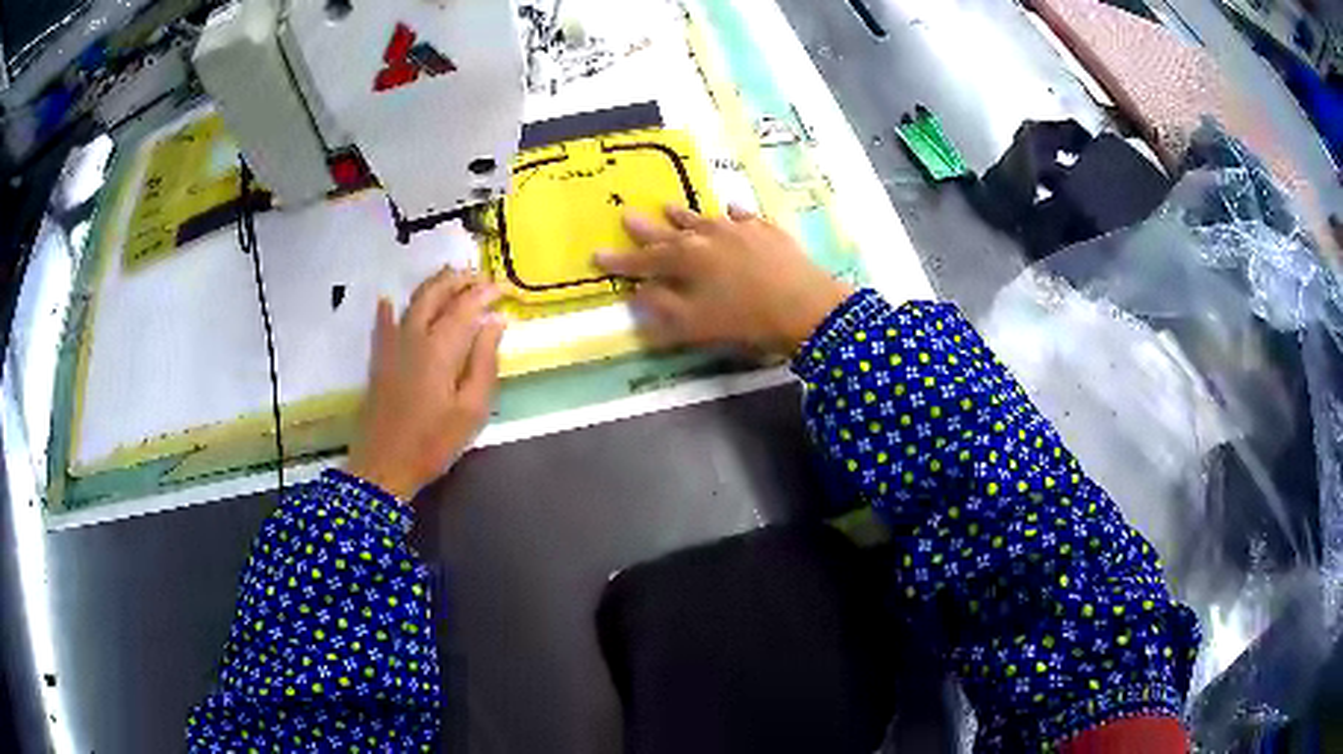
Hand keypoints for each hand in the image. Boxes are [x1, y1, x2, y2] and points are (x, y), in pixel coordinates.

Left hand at [345, 269, 505, 501]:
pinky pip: (382, 323)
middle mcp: (415, 335)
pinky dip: (387, 308)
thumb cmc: (434, 441)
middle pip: (436, 293)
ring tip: (449, 278)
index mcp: (441, 346)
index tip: (504, 289)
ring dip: (432, 285)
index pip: (467, 305)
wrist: (385, 463)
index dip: (486, 292)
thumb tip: (496, 323)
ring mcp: (392, 344)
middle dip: (459, 280)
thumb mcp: (472, 409)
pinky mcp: (379, 358)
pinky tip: (388, 300)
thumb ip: (485, 361)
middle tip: (478, 277)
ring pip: (412, 301)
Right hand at [596, 205, 851, 352]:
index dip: (619, 260)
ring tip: (668, 206)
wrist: (807, 307)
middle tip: (626, 214)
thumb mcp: (694, 324)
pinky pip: (745, 217)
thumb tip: (638, 293)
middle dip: (645, 228)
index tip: (596, 254)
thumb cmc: (745, 320)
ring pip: (704, 218)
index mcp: (686, 259)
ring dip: (684, 215)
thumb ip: (662, 308)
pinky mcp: (768, 232)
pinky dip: (733, 215)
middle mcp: (708, 236)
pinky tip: (731, 210)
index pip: (644, 260)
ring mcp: (740, 230)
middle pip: (670, 231)